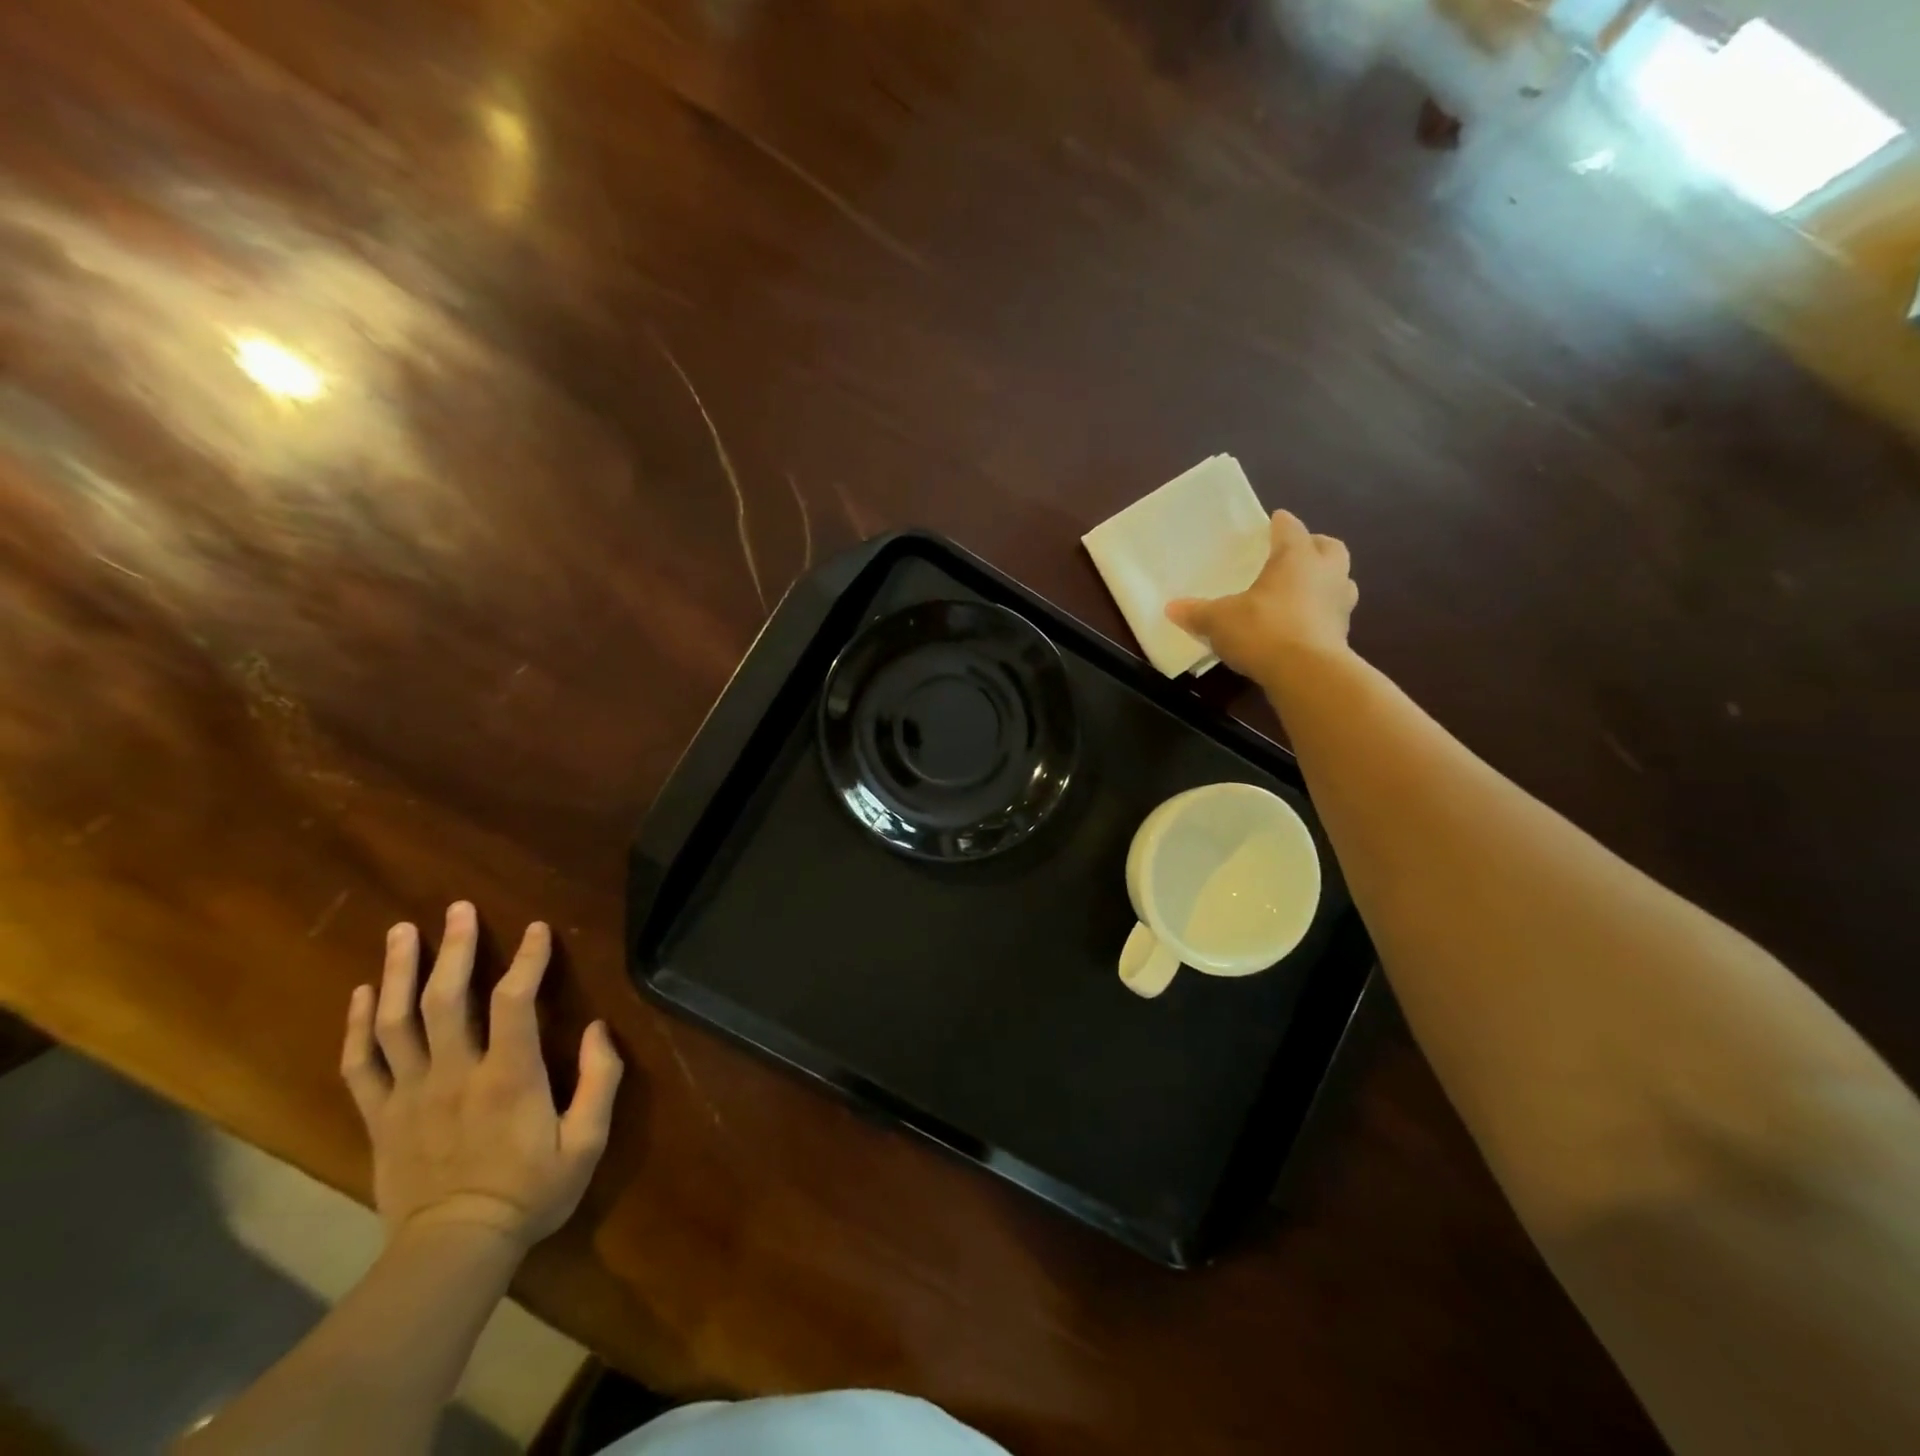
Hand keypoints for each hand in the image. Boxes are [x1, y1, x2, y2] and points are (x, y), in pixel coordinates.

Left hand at [339, 902, 623, 1250]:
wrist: (452, 1252)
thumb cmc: (530, 1192)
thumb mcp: (587, 1142)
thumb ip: (600, 1081)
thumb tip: (600, 1029)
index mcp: (507, 1077)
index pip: (514, 1001)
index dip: (527, 960)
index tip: (536, 929)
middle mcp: (453, 1074)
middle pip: (445, 998)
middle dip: (453, 948)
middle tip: (456, 909)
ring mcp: (409, 1094)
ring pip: (394, 1022)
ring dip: (397, 972)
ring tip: (402, 933)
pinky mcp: (380, 1117)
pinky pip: (360, 1063)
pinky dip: (357, 1025)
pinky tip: (363, 993)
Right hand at [1167, 510, 1357, 678]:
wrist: (1306, 674)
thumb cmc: (1263, 630)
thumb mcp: (1219, 620)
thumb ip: (1197, 612)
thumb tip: (1171, 607)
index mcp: (1297, 557)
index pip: (1291, 529)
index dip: (1280, 524)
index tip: (1273, 522)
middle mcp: (1326, 573)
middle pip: (1329, 548)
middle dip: (1314, 547)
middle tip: (1295, 554)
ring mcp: (1340, 604)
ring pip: (1339, 581)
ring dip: (1324, 581)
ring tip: (1301, 591)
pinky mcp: (1343, 635)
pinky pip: (1332, 614)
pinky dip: (1319, 614)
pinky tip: (1300, 625)